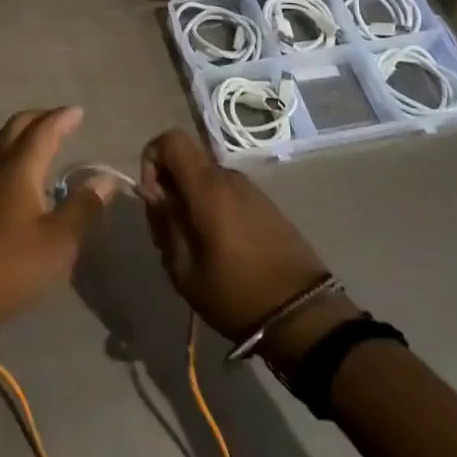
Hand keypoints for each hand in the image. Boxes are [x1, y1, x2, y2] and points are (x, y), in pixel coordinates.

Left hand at [0, 108, 115, 362]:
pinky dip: (6, 158)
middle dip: (38, 119)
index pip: (43, 131)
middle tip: (60, 120)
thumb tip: (105, 178)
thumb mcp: (59, 241)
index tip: (78, 111)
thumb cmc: (10, 265)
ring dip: (19, 137)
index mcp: (18, 168)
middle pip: (15, 129)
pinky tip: (11, 179)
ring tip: (38, 144)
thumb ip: (83, 207)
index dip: (61, 119)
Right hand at [139, 130, 353, 357]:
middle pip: (187, 161)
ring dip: (192, 200)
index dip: (152, 159)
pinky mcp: (267, 206)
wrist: (305, 317)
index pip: (170, 139)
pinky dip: (214, 208)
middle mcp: (229, 178)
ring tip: (197, 245)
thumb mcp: (184, 270)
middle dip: (170, 186)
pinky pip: (228, 193)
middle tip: (172, 230)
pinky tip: (222, 247)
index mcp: (207, 187)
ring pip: (206, 178)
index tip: (154, 198)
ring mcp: (252, 190)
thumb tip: (151, 193)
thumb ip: (163, 223)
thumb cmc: (236, 294)